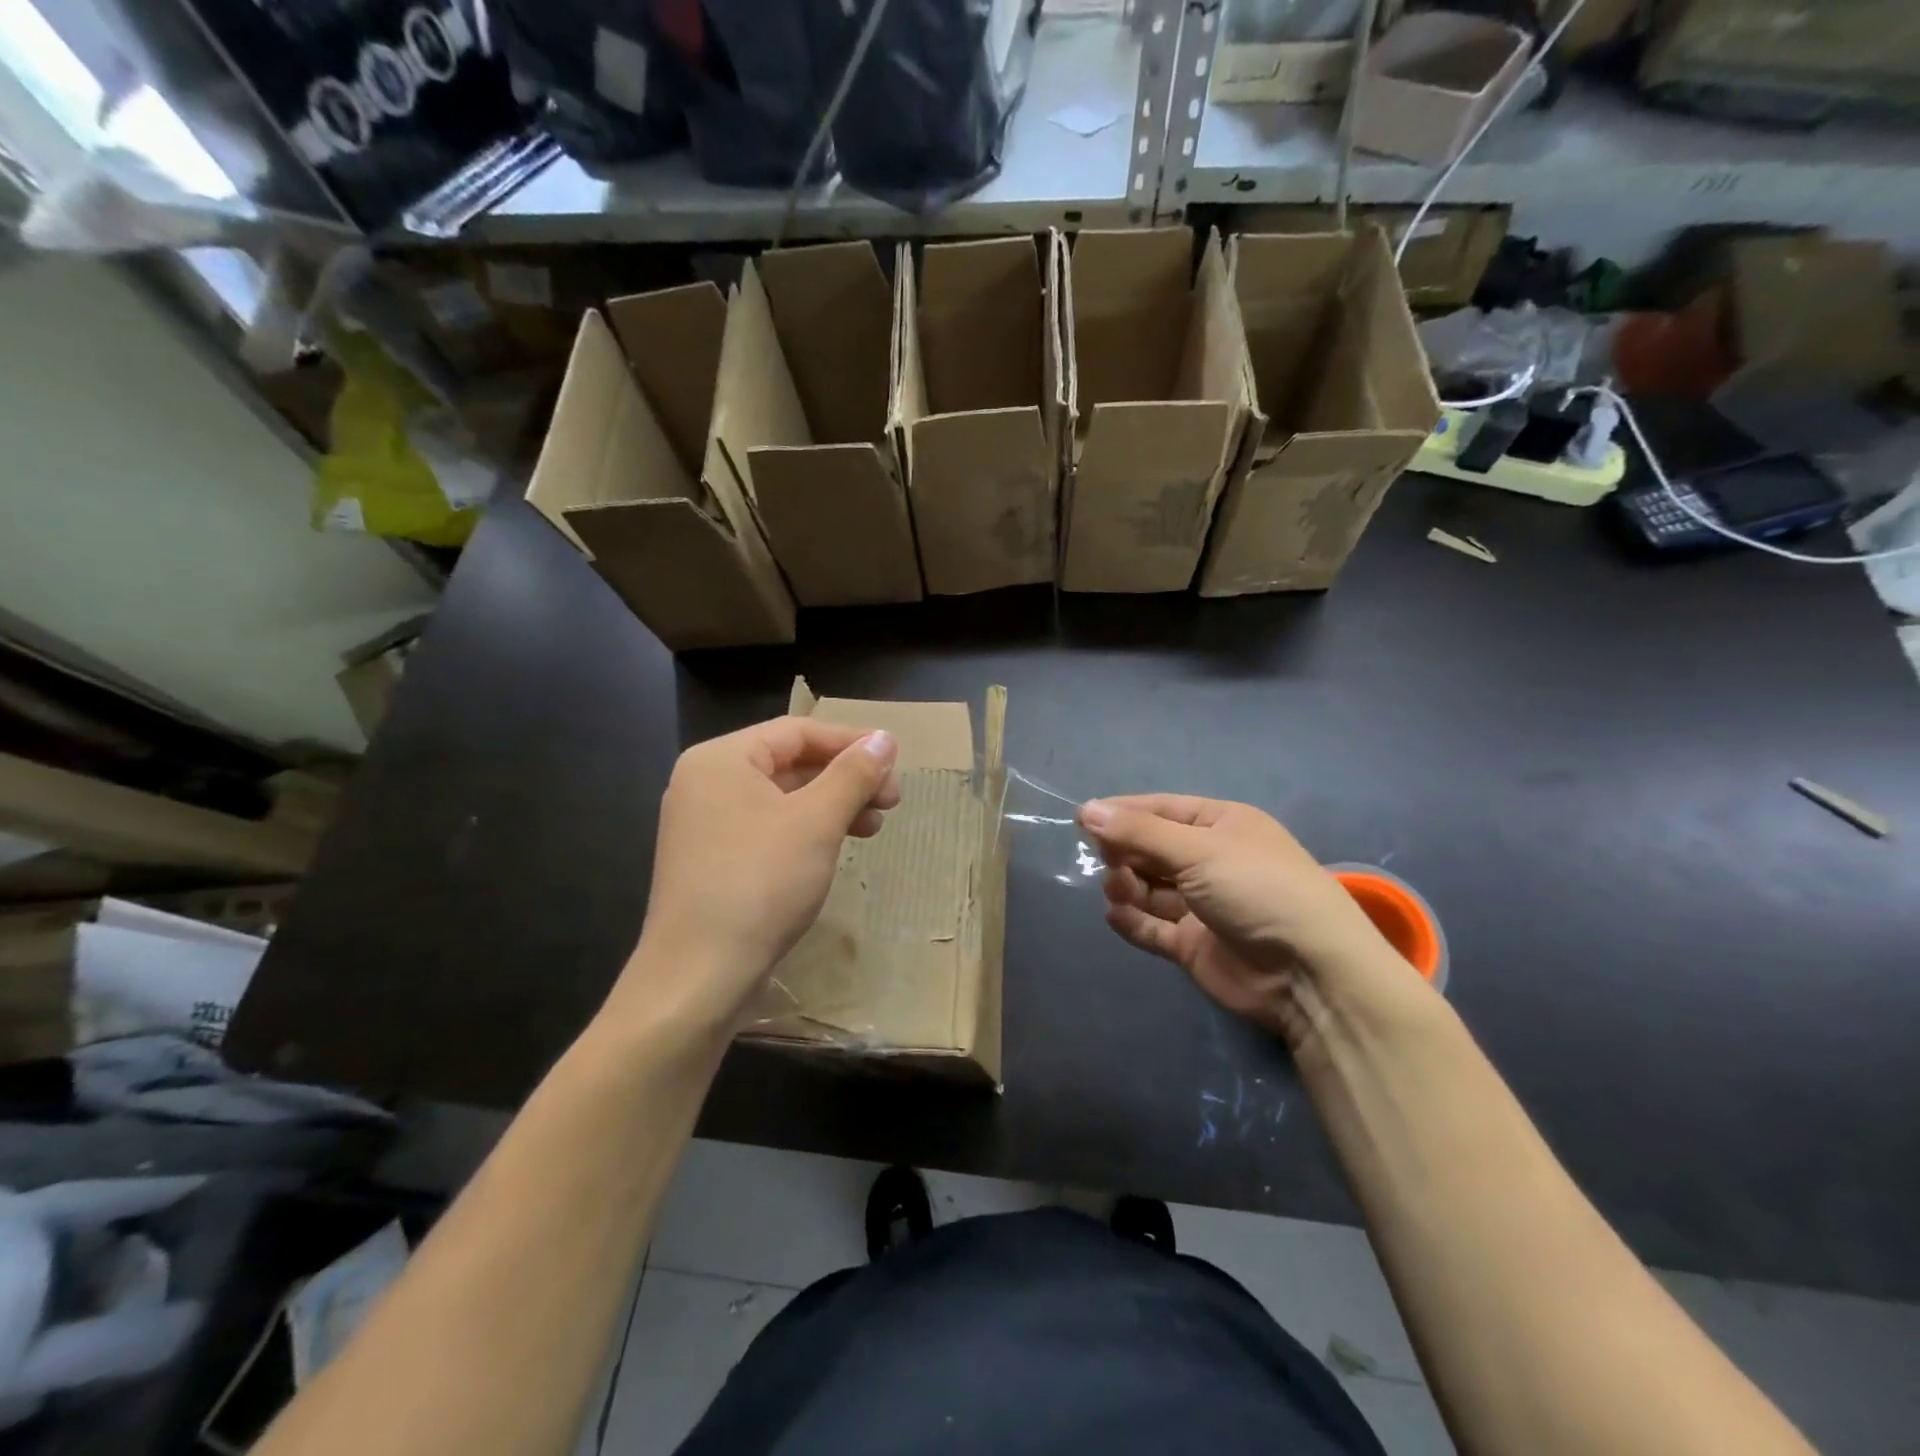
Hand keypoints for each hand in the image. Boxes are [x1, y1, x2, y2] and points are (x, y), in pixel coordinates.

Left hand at [617, 717, 900, 1032]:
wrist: (698, 977)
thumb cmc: (760, 884)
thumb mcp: (817, 822)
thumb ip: (853, 774)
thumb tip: (884, 738)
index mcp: (721, 759)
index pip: (797, 732)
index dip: (851, 742)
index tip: (894, 762)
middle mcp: (706, 783)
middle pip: (790, 763)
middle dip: (845, 779)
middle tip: (891, 801)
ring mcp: (705, 824)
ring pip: (782, 799)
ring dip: (832, 806)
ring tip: (874, 828)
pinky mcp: (712, 861)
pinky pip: (768, 828)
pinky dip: (807, 831)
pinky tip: (836, 849)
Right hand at [1079, 795, 1431, 1053]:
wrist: (1309, 974)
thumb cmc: (1257, 890)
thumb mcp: (1198, 849)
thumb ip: (1138, 832)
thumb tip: (1086, 809)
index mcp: (1221, 825)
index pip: (1161, 810)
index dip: (1122, 813)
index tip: (1082, 819)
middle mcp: (1211, 860)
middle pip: (1152, 848)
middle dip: (1124, 851)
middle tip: (1107, 861)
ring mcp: (1202, 905)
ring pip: (1148, 888)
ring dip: (1127, 885)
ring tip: (1118, 890)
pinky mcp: (1194, 945)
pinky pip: (1152, 926)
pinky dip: (1132, 920)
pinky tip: (1116, 915)